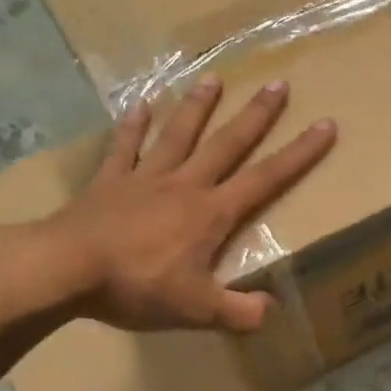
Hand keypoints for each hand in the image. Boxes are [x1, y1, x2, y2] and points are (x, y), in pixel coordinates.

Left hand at [29, 77, 334, 331]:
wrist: (65, 268)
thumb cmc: (137, 286)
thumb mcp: (197, 311)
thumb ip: (239, 312)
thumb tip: (271, 310)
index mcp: (211, 213)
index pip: (266, 179)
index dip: (299, 154)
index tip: (324, 125)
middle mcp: (184, 185)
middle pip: (227, 144)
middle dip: (256, 116)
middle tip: (278, 84)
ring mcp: (144, 178)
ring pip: (178, 135)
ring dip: (198, 107)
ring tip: (213, 79)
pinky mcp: (109, 182)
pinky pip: (124, 147)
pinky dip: (133, 125)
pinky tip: (140, 104)